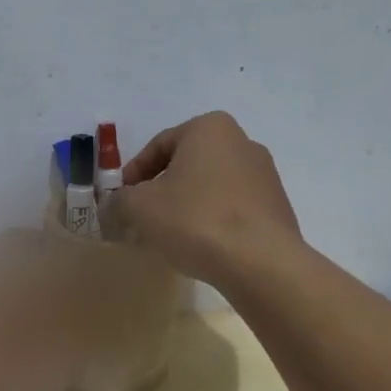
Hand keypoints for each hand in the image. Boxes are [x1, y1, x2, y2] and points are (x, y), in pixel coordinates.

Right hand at [100, 112, 301, 286]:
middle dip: (162, 190)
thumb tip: (114, 206)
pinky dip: (212, 221)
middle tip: (142, 217)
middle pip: (187, 164)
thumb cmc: (195, 219)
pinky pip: (232, 208)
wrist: (260, 262)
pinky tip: (201, 246)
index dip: (133, 174)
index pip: (159, 145)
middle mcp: (242, 142)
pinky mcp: (276, 207)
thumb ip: (119, 201)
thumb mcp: (140, 208)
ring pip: (210, 187)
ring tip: (170, 236)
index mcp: (210, 128)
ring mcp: (264, 175)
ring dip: (187, 206)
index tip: (121, 200)